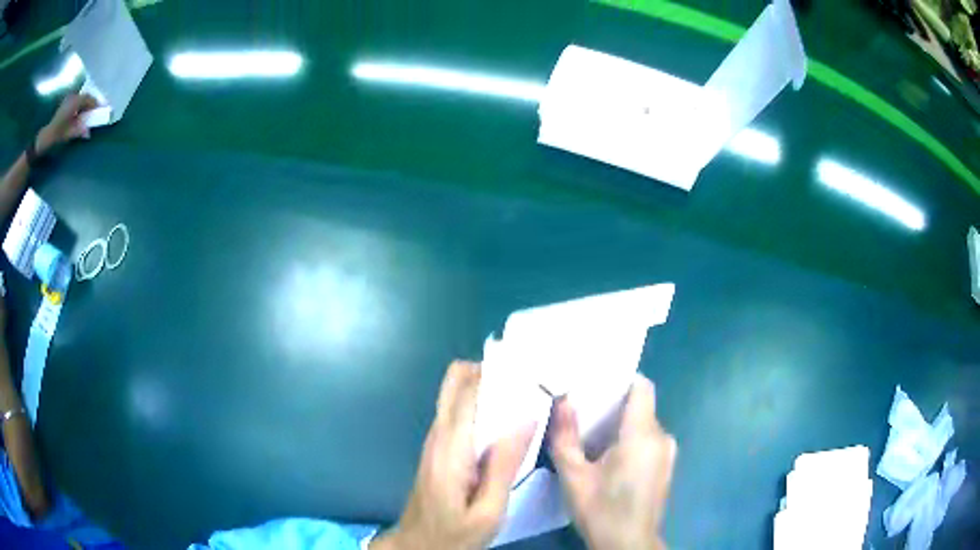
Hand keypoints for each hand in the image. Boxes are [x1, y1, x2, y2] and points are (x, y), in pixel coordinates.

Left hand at [36, 93, 98, 154]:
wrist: (42, 140)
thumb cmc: (55, 136)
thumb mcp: (67, 134)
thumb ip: (78, 131)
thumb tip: (88, 131)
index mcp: (74, 102)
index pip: (89, 99)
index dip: (96, 104)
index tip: (102, 110)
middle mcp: (72, 98)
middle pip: (85, 98)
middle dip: (91, 104)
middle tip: (96, 113)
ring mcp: (67, 101)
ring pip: (80, 100)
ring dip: (85, 107)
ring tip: (88, 116)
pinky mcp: (64, 107)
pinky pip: (75, 104)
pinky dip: (80, 108)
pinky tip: (79, 117)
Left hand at [372, 361, 535, 549]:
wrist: (417, 545)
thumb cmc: (453, 533)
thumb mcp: (488, 511)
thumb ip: (504, 466)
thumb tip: (527, 418)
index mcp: (450, 446)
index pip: (468, 391)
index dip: (496, 373)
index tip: (530, 369)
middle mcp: (439, 434)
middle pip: (454, 381)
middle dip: (488, 371)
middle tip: (525, 381)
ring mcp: (436, 439)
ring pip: (457, 394)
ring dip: (487, 387)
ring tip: (525, 396)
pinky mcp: (439, 448)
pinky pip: (460, 413)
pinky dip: (482, 405)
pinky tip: (507, 421)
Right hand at [550, 374, 676, 549]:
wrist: (629, 544)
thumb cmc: (601, 510)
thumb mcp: (574, 476)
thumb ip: (566, 436)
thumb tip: (563, 399)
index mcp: (642, 434)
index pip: (641, 386)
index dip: (620, 380)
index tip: (594, 384)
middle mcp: (662, 437)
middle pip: (640, 406)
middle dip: (613, 406)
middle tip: (582, 413)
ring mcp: (668, 452)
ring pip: (644, 424)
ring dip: (621, 426)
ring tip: (591, 437)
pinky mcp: (667, 466)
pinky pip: (649, 440)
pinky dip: (630, 441)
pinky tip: (608, 459)